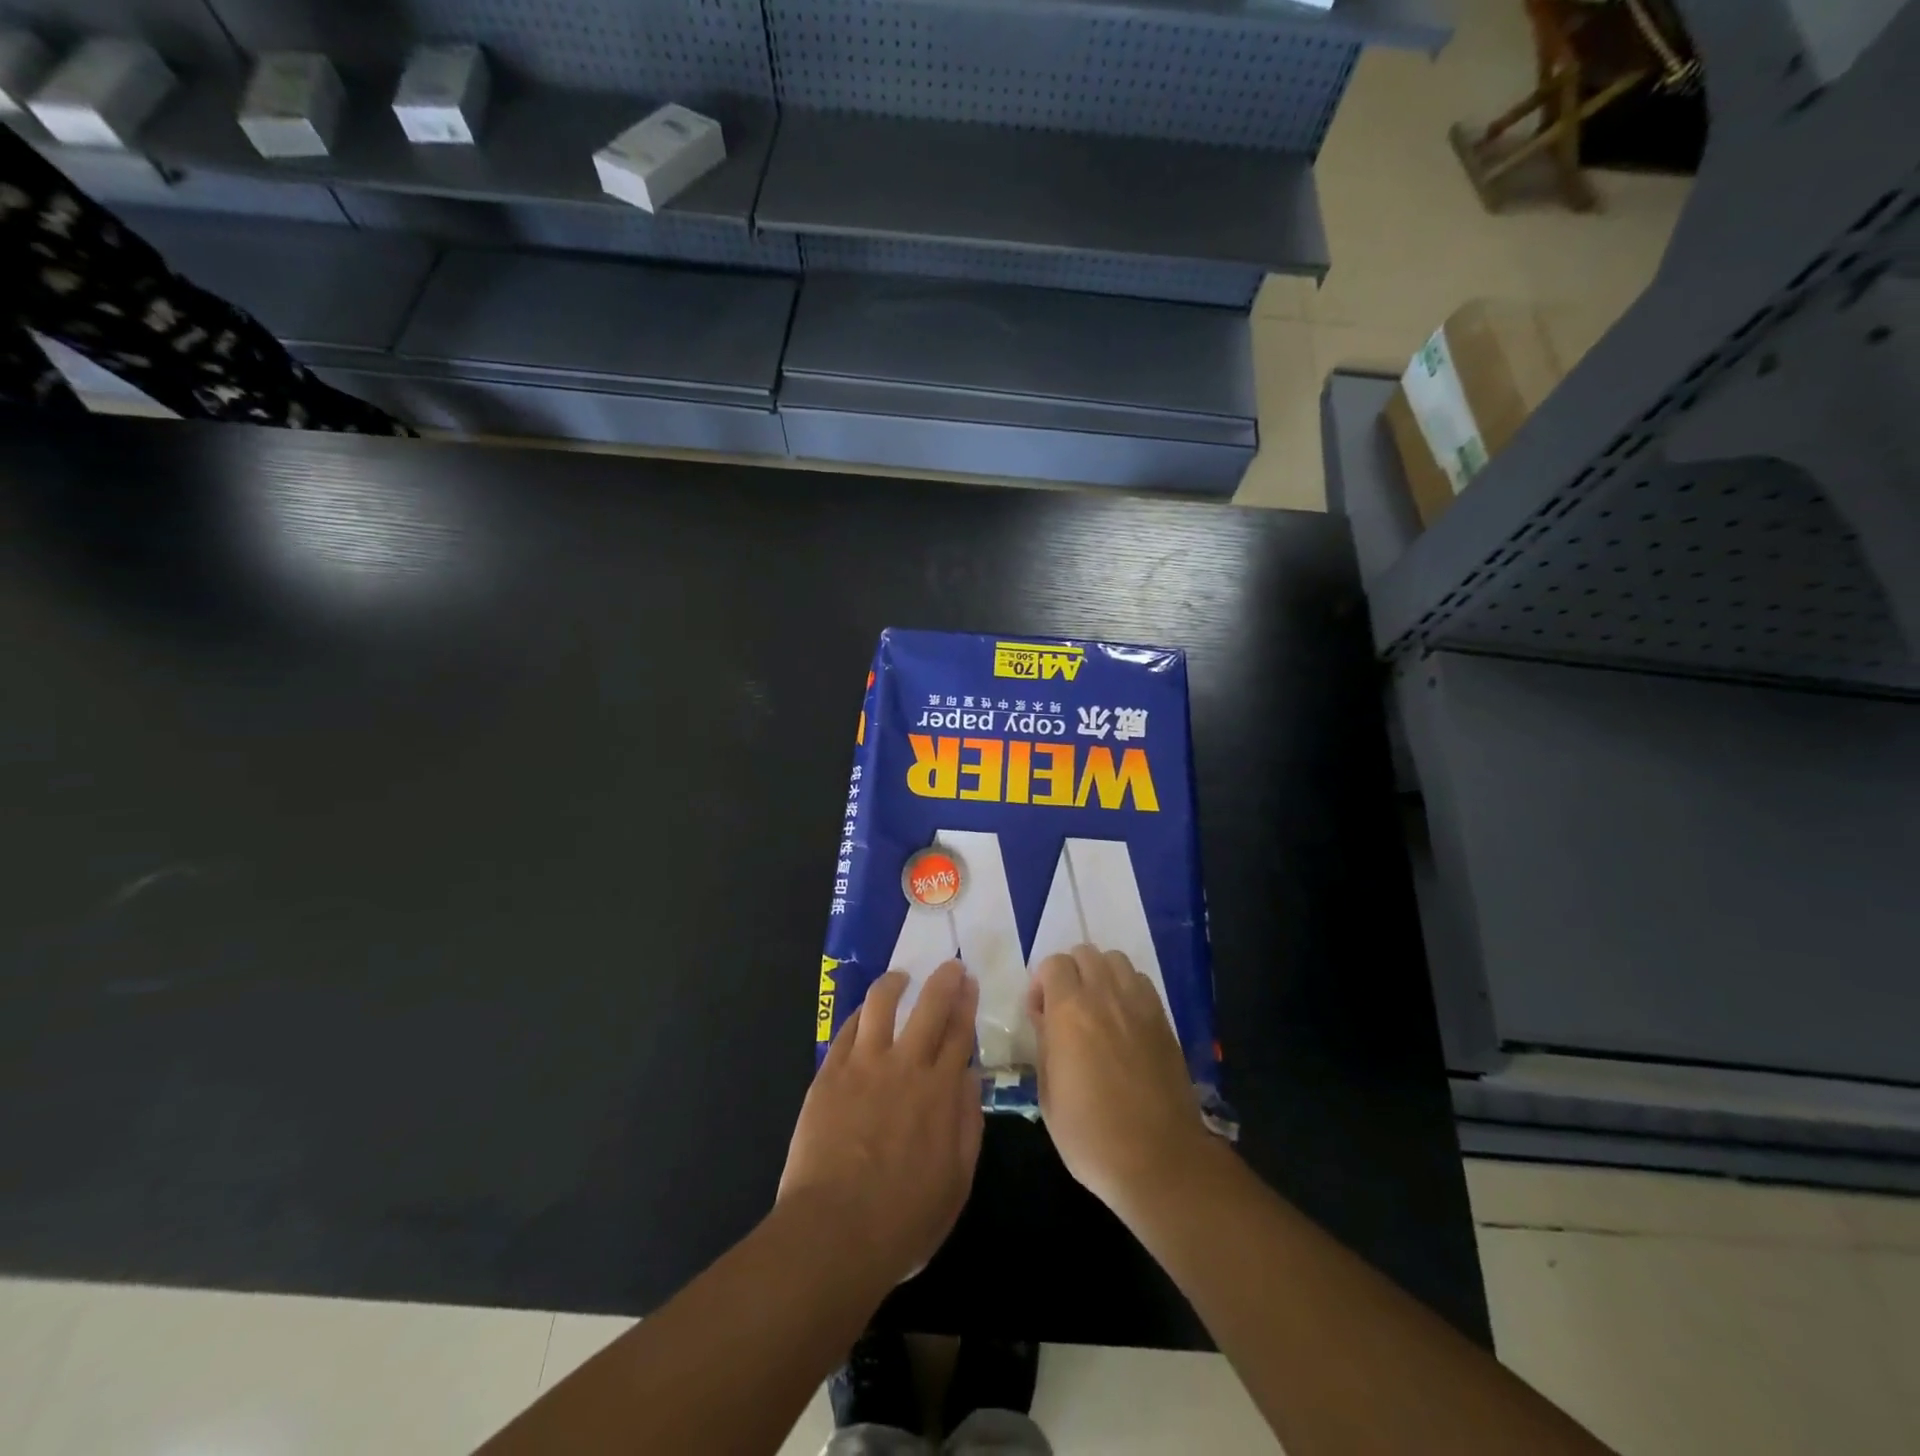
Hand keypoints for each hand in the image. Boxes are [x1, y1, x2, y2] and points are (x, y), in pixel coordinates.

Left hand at [779, 960, 983, 1287]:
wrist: (834, 1231)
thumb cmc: (903, 1219)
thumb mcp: (956, 1181)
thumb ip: (967, 1123)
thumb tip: (970, 1077)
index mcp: (941, 1091)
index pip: (959, 1033)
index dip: (966, 1004)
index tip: (970, 983)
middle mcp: (906, 1066)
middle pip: (929, 1007)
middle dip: (943, 980)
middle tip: (949, 966)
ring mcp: (863, 1065)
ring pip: (881, 1005)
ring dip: (894, 984)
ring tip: (900, 977)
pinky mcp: (829, 1074)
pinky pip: (845, 1030)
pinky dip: (859, 1015)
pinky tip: (863, 1014)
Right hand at [1027, 944, 1215, 1217]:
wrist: (1158, 1159)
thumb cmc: (1090, 1134)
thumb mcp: (1048, 1093)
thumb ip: (1044, 1043)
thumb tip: (1045, 1017)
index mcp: (1069, 1010)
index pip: (1053, 964)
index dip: (1041, 983)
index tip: (1040, 1013)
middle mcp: (1105, 996)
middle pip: (1085, 952)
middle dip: (1070, 972)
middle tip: (1066, 1007)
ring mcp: (1139, 1004)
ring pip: (1116, 960)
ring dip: (1100, 974)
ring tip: (1097, 1007)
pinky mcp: (1164, 1019)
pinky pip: (1141, 982)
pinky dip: (1127, 988)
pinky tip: (1123, 1020)